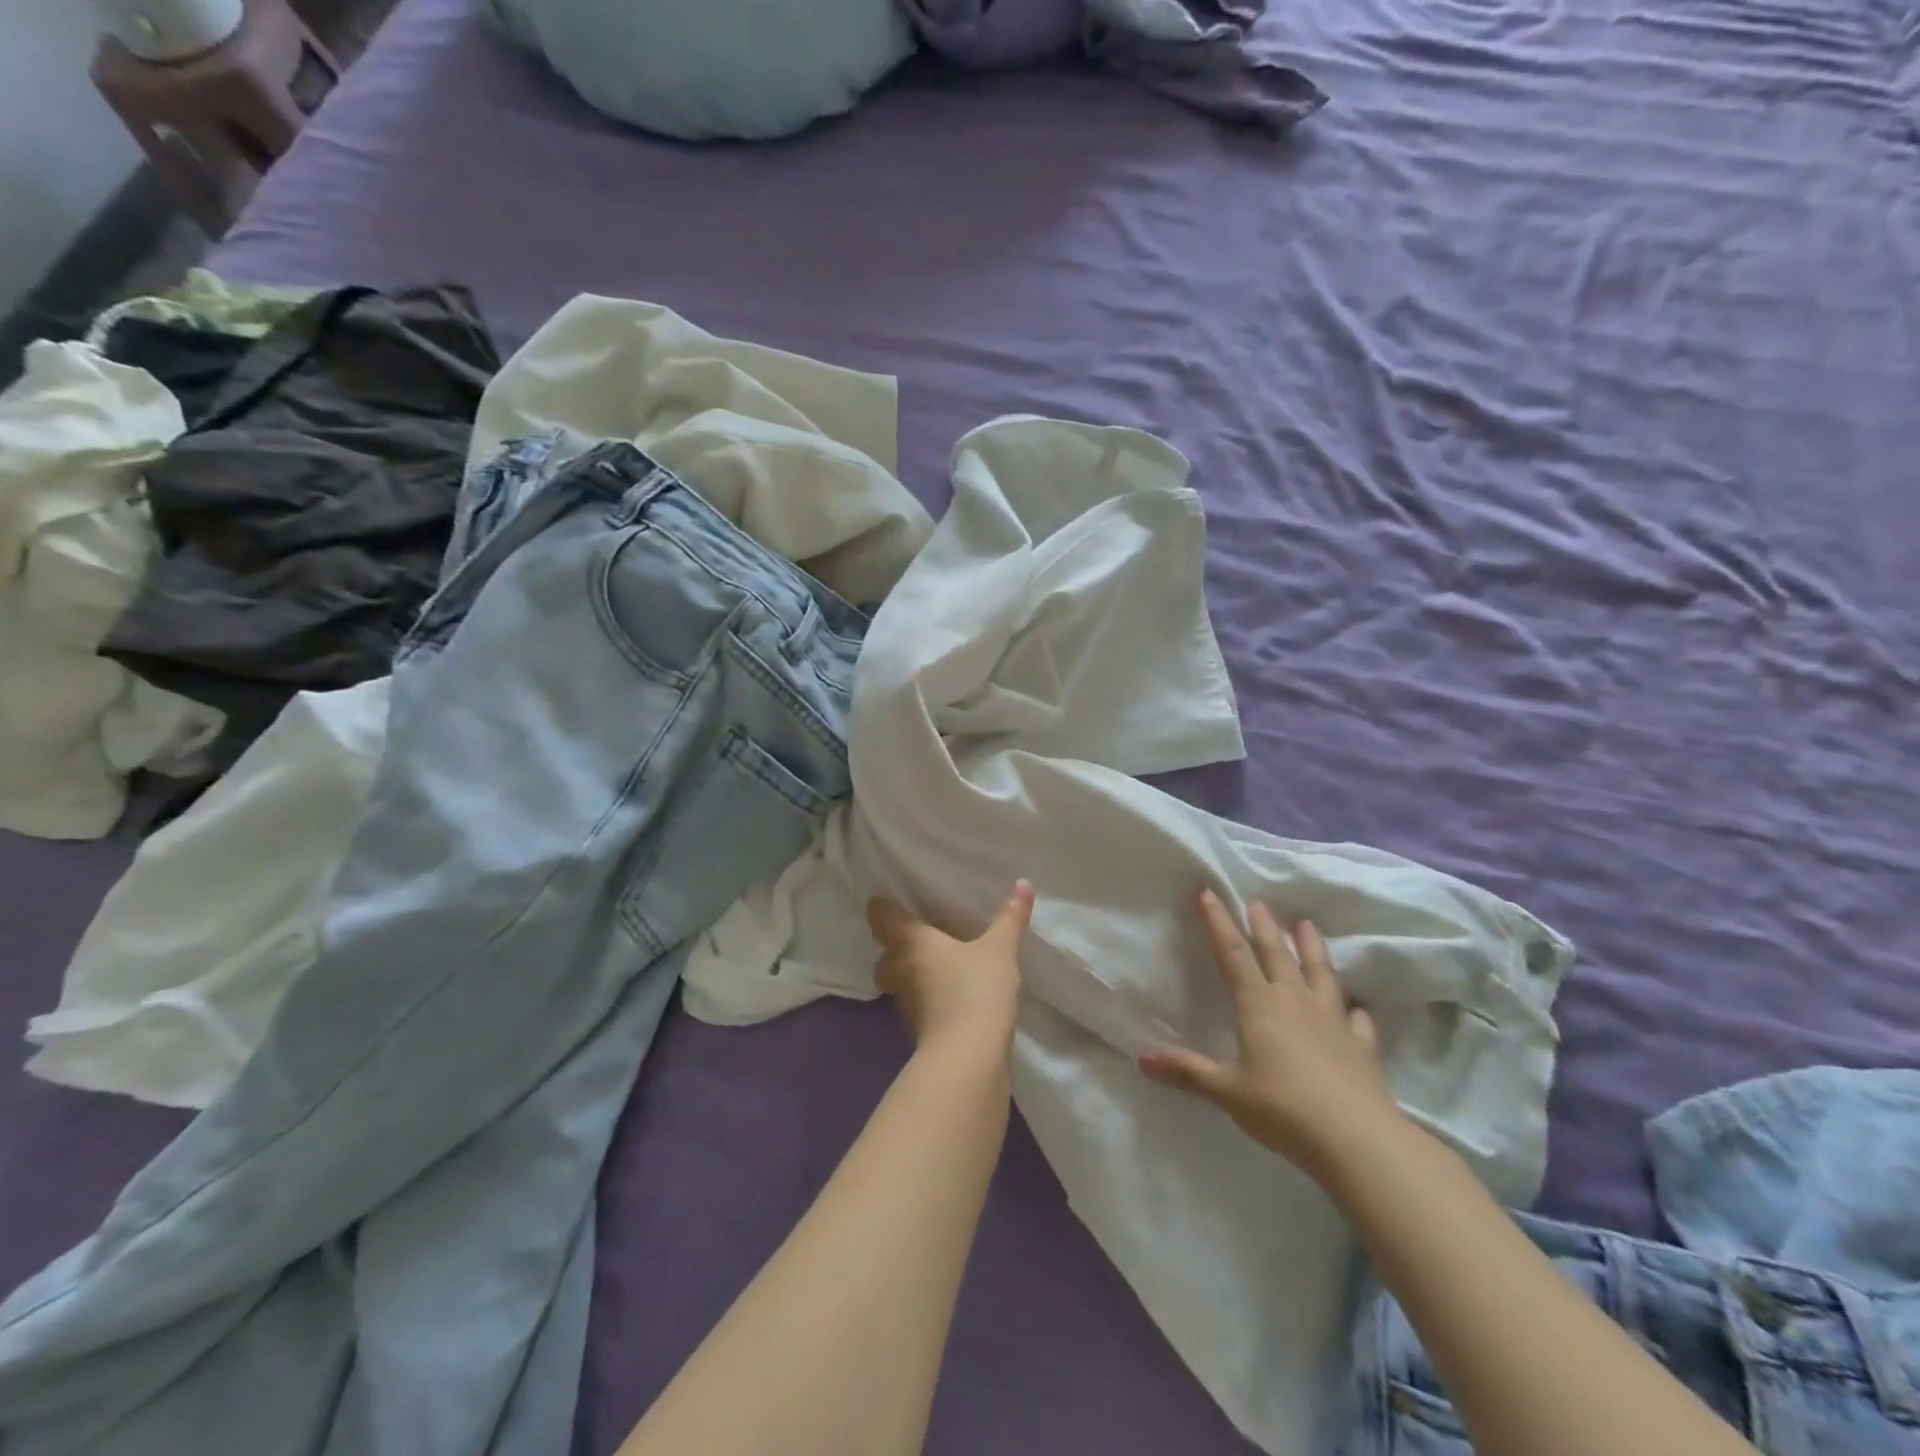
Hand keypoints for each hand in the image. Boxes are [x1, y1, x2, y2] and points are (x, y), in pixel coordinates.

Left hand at [867, 881, 1033, 1053]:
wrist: (968, 1057)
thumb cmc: (976, 989)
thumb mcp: (999, 950)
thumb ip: (1010, 917)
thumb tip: (1023, 883)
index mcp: (911, 942)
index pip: (881, 916)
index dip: (883, 906)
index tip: (892, 899)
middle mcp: (900, 969)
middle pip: (884, 953)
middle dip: (897, 946)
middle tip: (921, 936)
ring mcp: (905, 1003)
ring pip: (898, 980)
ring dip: (912, 973)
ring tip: (939, 965)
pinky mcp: (918, 1029)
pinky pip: (916, 1004)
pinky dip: (927, 998)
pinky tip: (950, 995)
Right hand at [1140, 889, 1405, 1183]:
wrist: (1357, 1140)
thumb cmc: (1283, 1110)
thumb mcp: (1227, 1092)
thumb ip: (1187, 1072)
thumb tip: (1142, 1058)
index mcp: (1259, 1006)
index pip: (1233, 954)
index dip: (1218, 923)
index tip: (1208, 892)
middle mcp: (1295, 1002)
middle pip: (1276, 954)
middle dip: (1263, 926)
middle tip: (1257, 902)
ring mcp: (1332, 1021)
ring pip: (1319, 973)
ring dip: (1311, 947)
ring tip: (1306, 924)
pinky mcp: (1360, 1045)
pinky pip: (1357, 1019)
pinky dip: (1354, 1008)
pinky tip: (1356, 1007)